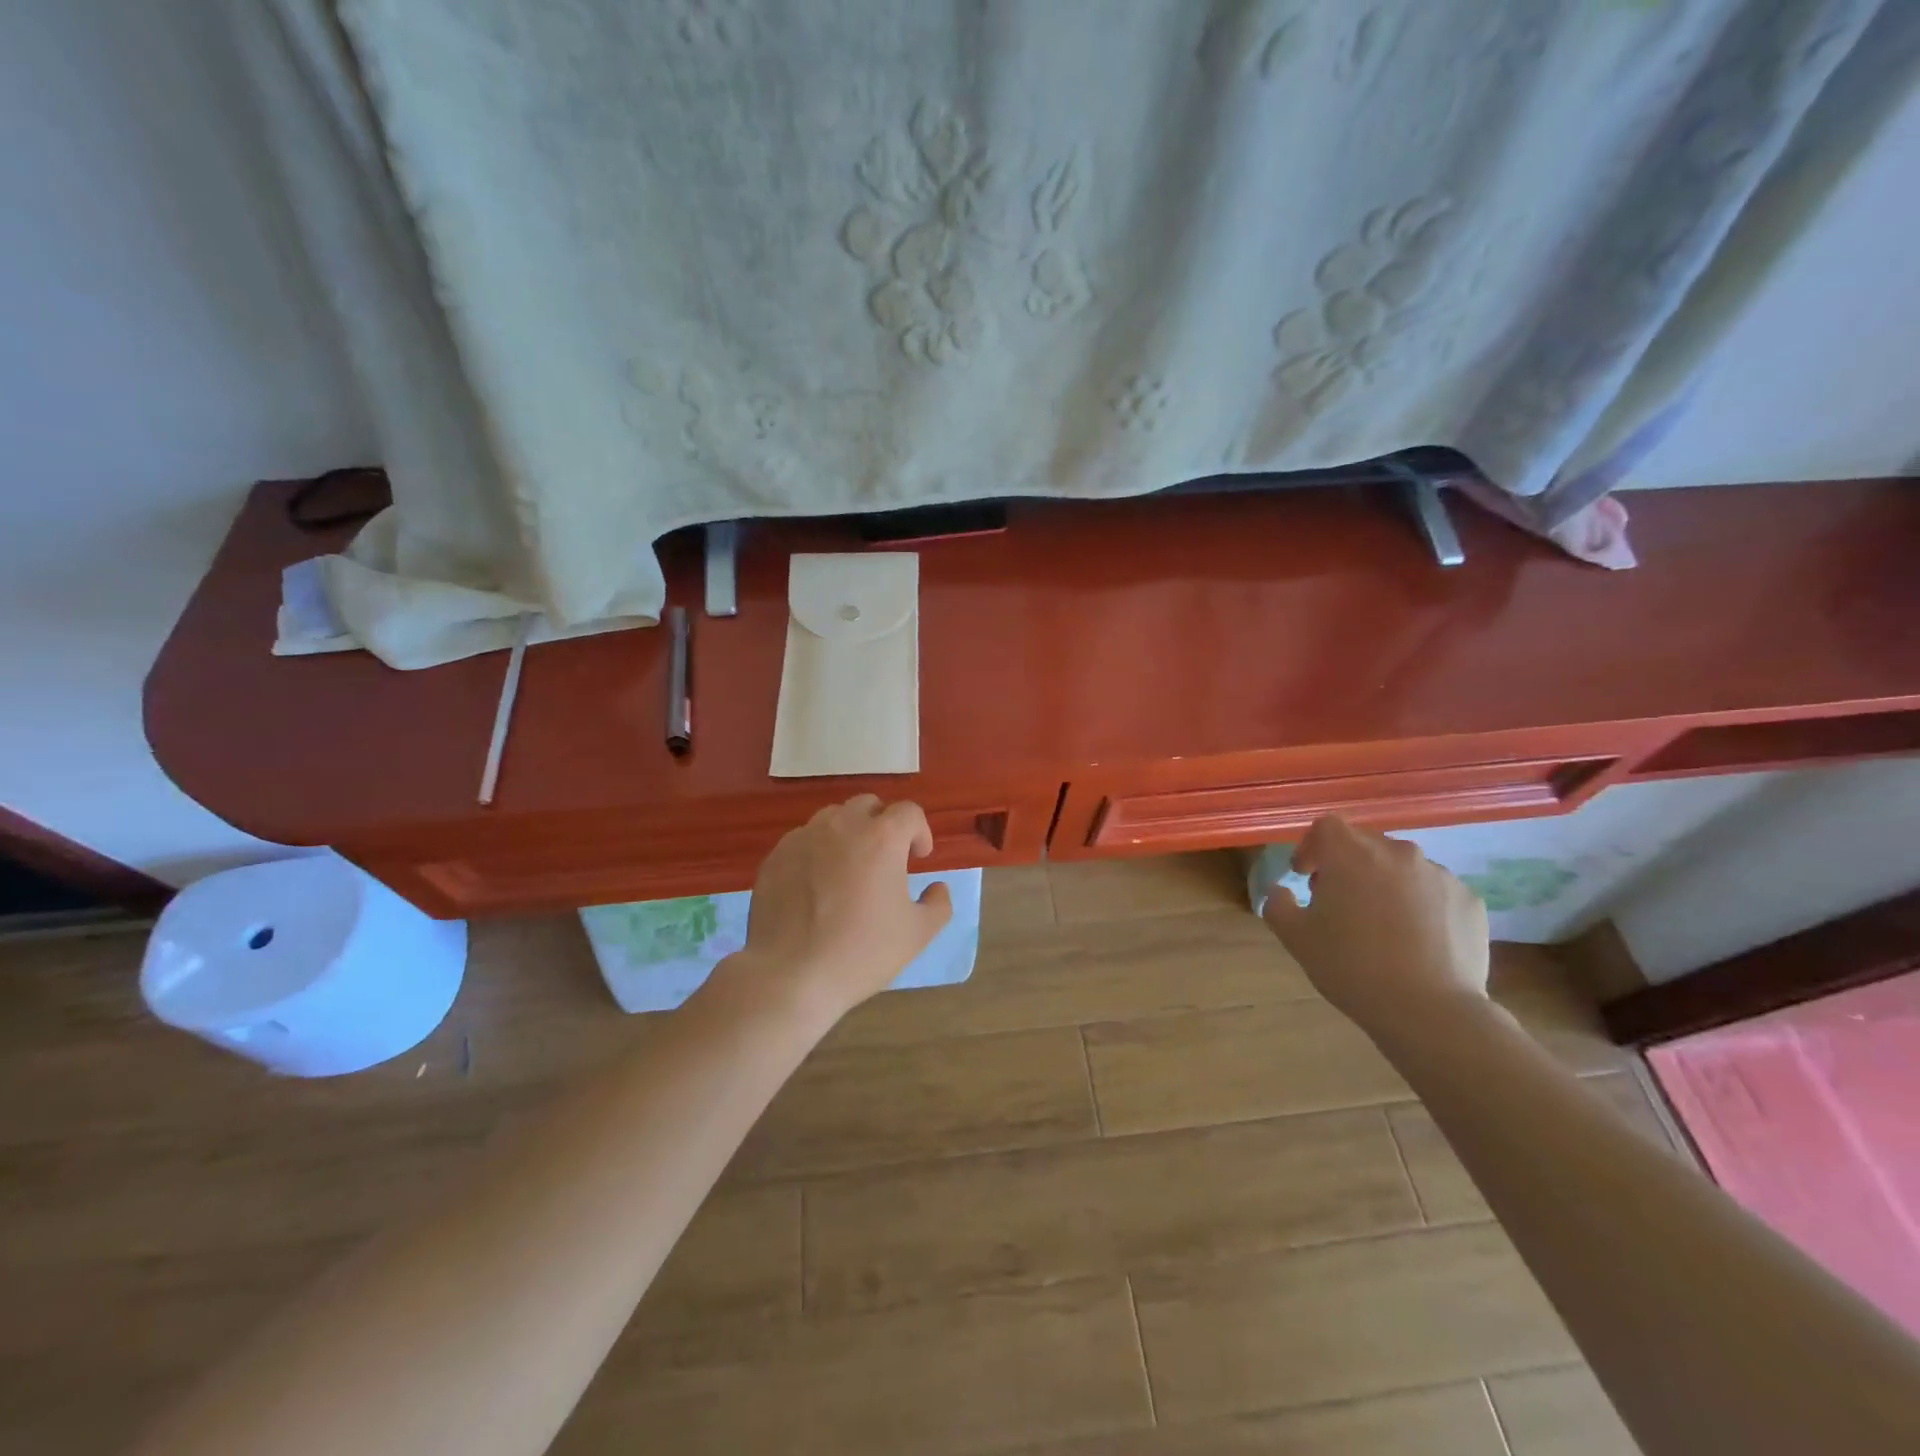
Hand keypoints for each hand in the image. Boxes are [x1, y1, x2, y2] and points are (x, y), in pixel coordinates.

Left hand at [717, 795, 952, 1028]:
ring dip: (849, 834)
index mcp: (882, 837)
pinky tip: (816, 888)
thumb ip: (938, 904)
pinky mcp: (775, 856)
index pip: (909, 812)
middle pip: (869, 805)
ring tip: (849, 870)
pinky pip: (803, 840)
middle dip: (883, 824)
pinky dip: (817, 852)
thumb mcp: (918, 934)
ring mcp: (803, 838)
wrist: (790, 975)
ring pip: (832, 818)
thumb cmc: (862, 952)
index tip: (918, 858)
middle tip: (886, 859)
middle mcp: (841, 825)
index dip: (920, 831)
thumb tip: (937, 887)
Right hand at [1260, 815, 1489, 1039]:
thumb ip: (1278, 904)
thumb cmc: (1352, 967)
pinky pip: (1435, 891)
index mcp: (1351, 854)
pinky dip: (1420, 905)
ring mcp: (1440, 875)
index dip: (1311, 846)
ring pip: (1402, 868)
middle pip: (1365, 844)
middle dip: (1347, 866)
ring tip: (1381, 925)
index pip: (1326, 827)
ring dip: (1385, 884)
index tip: (1304, 875)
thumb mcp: (1296, 938)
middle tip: (1338, 902)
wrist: (1431, 1011)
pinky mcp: (1470, 900)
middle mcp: (1398, 852)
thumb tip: (1281, 891)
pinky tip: (1416, 941)